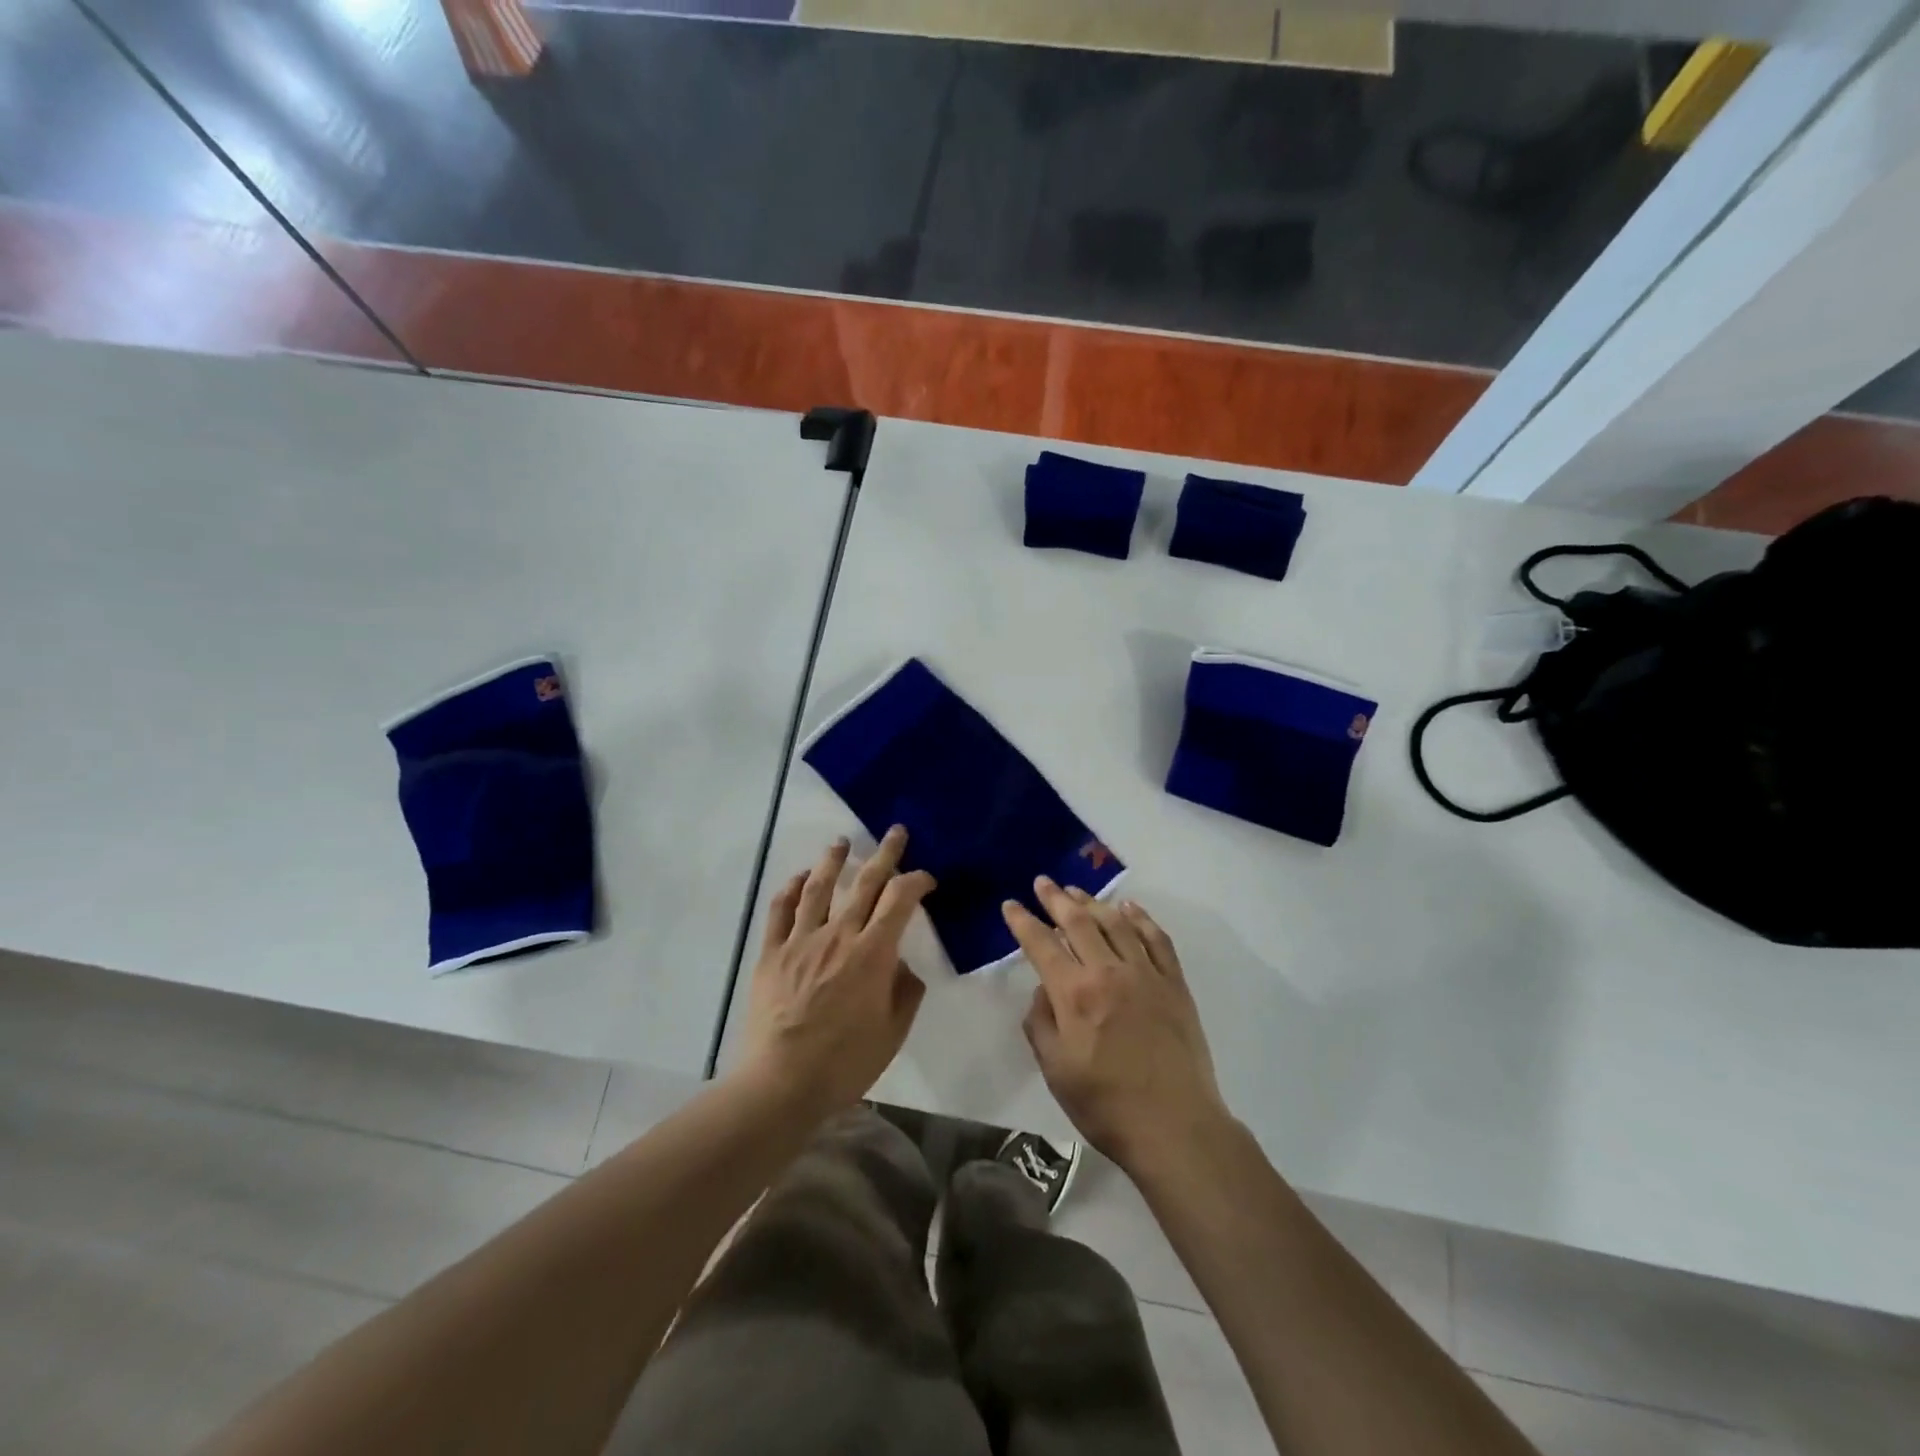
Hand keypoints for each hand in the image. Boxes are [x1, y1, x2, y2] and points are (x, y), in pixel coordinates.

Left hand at [739, 827, 933, 1119]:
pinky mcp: (772, 954)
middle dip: (884, 853)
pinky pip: (780, 911)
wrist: (782, 1083)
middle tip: (895, 832)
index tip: (927, 879)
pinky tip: (799, 878)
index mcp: (872, 954)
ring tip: (841, 842)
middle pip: (864, 883)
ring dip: (833, 860)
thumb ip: (904, 991)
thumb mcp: (893, 1032)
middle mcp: (838, 936)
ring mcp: (801, 941)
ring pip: (819, 887)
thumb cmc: (845, 1062)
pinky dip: (791, 889)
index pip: (900, 900)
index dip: (917, 881)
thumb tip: (901, 965)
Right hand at [1004, 879, 1228, 1178]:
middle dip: (1056, 899)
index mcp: (1074, 994)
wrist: (1175, 1126)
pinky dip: (1141, 918)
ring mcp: (1145, 974)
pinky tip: (1129, 908)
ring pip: (1116, 923)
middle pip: (1078, 922)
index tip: (1011, 905)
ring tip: (1076, 891)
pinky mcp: (1174, 983)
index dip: (1023, 921)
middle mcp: (1109, 972)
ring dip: (1093, 902)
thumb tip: (1043, 990)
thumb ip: (1040, 1024)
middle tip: (1043, 882)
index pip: (1041, 944)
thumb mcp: (1055, 1070)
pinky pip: (1156, 939)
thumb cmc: (1105, 1104)